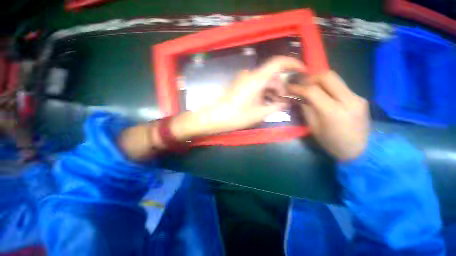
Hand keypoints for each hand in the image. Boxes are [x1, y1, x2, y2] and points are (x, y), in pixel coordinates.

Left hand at [171, 56, 304, 139]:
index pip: (278, 63)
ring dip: (272, 91)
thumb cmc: (236, 116)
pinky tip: (264, 102)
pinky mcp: (239, 85)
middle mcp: (250, 75)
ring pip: (263, 81)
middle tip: (285, 100)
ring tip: (275, 104)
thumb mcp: (258, 113)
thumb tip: (286, 103)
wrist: (214, 117)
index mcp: (256, 79)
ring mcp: (243, 79)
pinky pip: (255, 85)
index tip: (303, 71)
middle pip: (272, 75)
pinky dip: (263, 92)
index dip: (293, 64)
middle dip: (281, 86)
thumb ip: (275, 107)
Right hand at [288, 71, 369, 160]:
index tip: (288, 86)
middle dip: (310, 78)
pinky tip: (322, 94)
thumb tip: (298, 96)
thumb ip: (306, 109)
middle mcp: (348, 100)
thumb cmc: (331, 143)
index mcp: (333, 112)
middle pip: (327, 76)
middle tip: (300, 83)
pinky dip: (327, 87)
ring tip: (308, 86)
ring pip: (335, 79)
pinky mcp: (360, 98)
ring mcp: (357, 97)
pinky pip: (340, 86)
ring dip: (318, 80)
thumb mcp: (313, 127)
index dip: (298, 87)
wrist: (359, 151)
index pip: (313, 91)